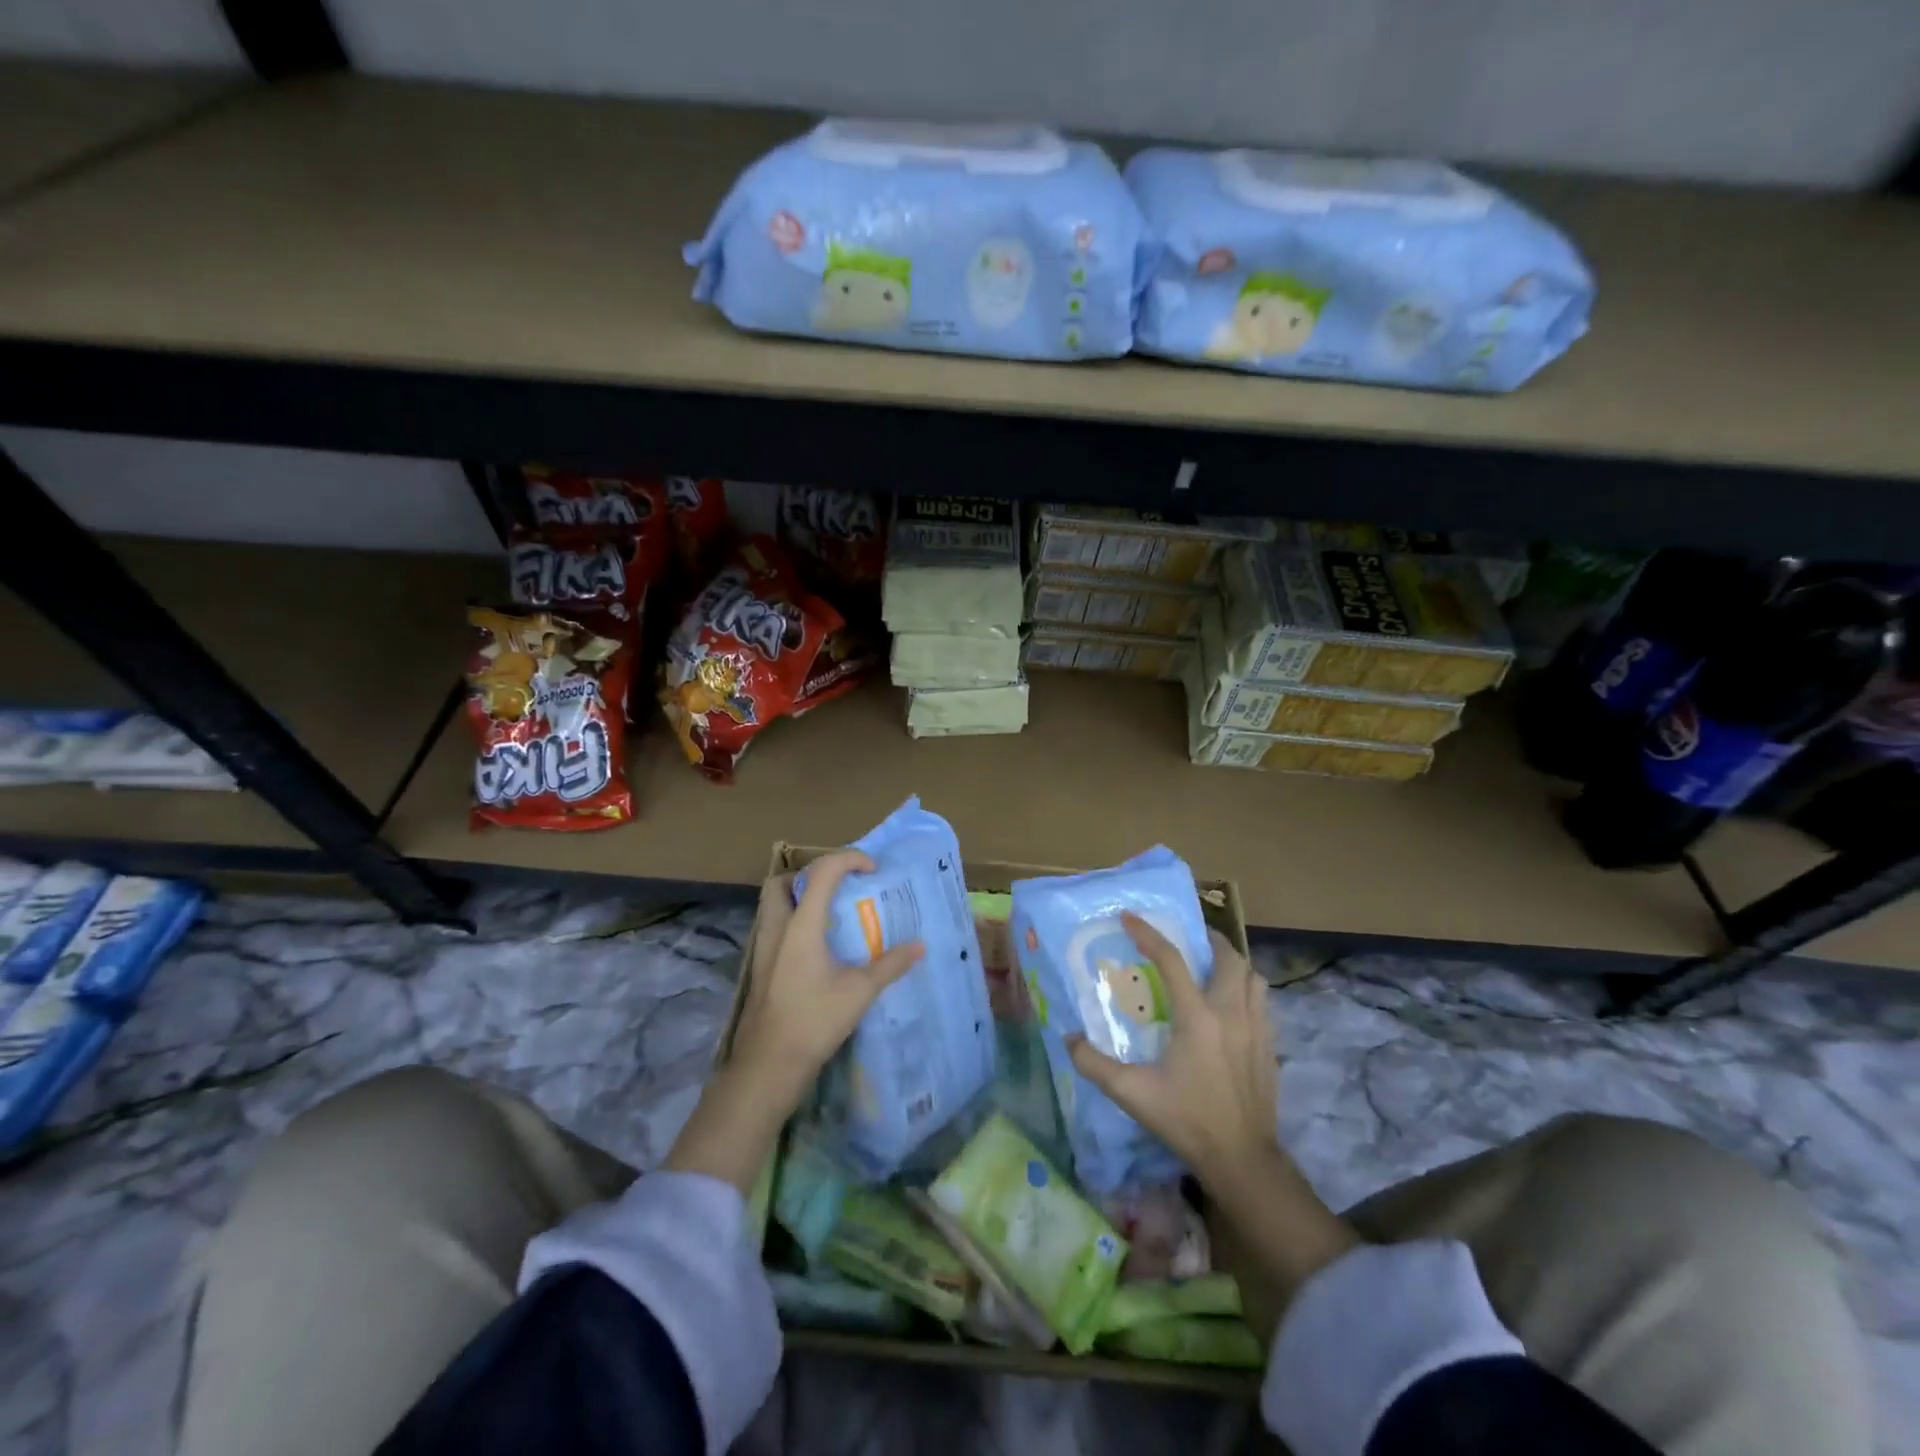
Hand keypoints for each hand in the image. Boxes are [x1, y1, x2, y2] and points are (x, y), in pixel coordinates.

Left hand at [728, 850, 924, 1106]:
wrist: (768, 1065)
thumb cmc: (814, 1021)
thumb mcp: (860, 991)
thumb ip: (890, 964)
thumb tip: (920, 946)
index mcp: (801, 924)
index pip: (822, 872)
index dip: (849, 859)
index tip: (872, 869)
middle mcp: (777, 928)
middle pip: (782, 882)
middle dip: (809, 875)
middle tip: (838, 887)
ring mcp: (764, 949)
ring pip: (774, 906)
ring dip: (799, 899)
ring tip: (831, 915)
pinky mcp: (761, 970)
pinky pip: (775, 930)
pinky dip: (795, 925)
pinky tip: (819, 949)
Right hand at [1068, 914, 1357, 1336]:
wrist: (1243, 1159)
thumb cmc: (1187, 1120)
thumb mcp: (1133, 1094)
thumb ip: (1095, 1064)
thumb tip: (1067, 1038)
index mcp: (1197, 1018)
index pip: (1171, 960)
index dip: (1148, 934)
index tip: (1129, 917)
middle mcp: (1231, 1013)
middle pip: (1228, 958)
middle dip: (1208, 941)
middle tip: (1188, 940)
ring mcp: (1257, 1029)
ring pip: (1253, 977)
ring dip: (1233, 964)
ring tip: (1212, 967)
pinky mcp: (1270, 1047)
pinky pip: (1263, 1002)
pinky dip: (1247, 990)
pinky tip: (1232, 1006)